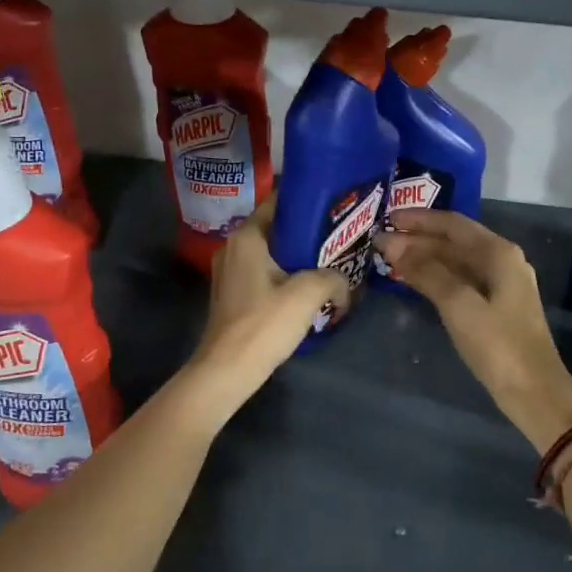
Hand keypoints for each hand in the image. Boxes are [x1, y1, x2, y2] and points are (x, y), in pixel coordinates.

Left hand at [193, 198, 348, 396]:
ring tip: (330, 263)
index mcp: (247, 237)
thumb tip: (344, 283)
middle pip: (277, 228)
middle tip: (339, 237)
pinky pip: (265, 273)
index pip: (278, 202)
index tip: (334, 207)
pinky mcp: (233, 294)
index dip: (307, 201)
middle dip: (307, 232)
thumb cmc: (264, 323)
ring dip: (298, 257)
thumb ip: (333, 278)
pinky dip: (285, 275)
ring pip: (272, 253)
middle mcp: (234, 247)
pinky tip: (308, 288)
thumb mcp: (308, 294)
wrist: (228, 370)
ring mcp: (230, 272)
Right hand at [374, 210, 571, 451]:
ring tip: (390, 259)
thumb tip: (394, 245)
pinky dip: (436, 276)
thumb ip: (427, 272)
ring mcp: (501, 284)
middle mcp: (502, 261)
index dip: (419, 219)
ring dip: (425, 258)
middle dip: (418, 239)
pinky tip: (416, 281)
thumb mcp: (459, 305)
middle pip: (454, 241)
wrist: (534, 392)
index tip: (387, 218)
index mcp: (499, 253)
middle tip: (380, 242)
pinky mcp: (496, 307)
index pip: (453, 224)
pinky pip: (461, 280)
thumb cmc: (498, 345)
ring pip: (457, 261)